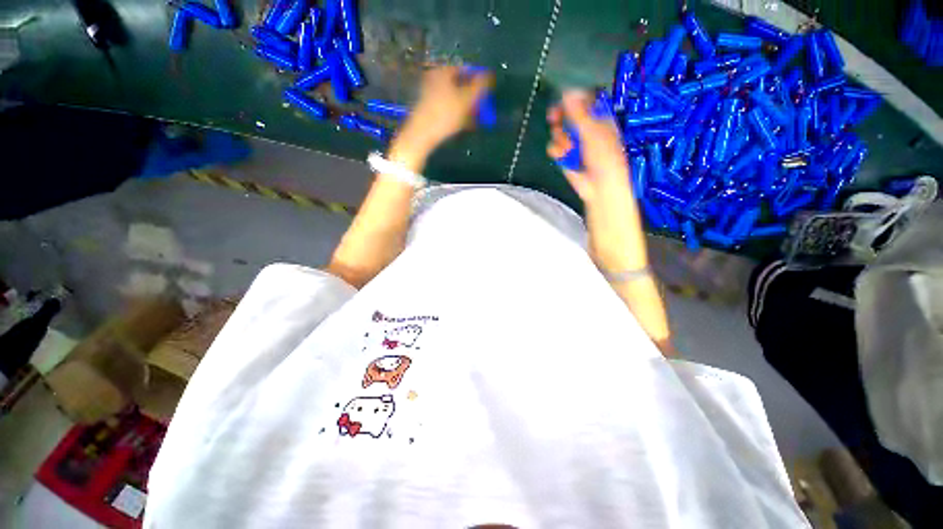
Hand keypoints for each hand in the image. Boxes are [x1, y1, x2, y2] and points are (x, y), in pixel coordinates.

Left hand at [390, 66, 493, 168]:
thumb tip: (489, 76)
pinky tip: (464, 125)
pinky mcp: (428, 111)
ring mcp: (429, 95)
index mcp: (442, 71)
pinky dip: (456, 115)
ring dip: (466, 108)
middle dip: (472, 97)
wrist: (422, 134)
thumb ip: (480, 86)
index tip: (486, 93)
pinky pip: (446, 109)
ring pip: (453, 99)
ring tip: (475, 120)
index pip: (465, 70)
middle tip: (481, 108)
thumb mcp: (467, 99)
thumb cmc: (445, 114)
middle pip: (458, 86)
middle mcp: (434, 79)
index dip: (478, 80)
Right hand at [546, 91, 631, 204]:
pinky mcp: (564, 156)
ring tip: (568, 147)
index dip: (571, 99)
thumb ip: (578, 113)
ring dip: (560, 138)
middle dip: (560, 117)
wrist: (599, 186)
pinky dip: (556, 151)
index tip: (561, 97)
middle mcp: (585, 128)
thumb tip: (567, 92)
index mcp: (598, 118)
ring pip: (558, 132)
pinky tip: (562, 155)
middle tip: (554, 117)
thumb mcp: (592, 132)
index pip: (582, 102)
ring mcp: (574, 143)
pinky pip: (554, 147)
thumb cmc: (604, 157)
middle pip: (566, 116)